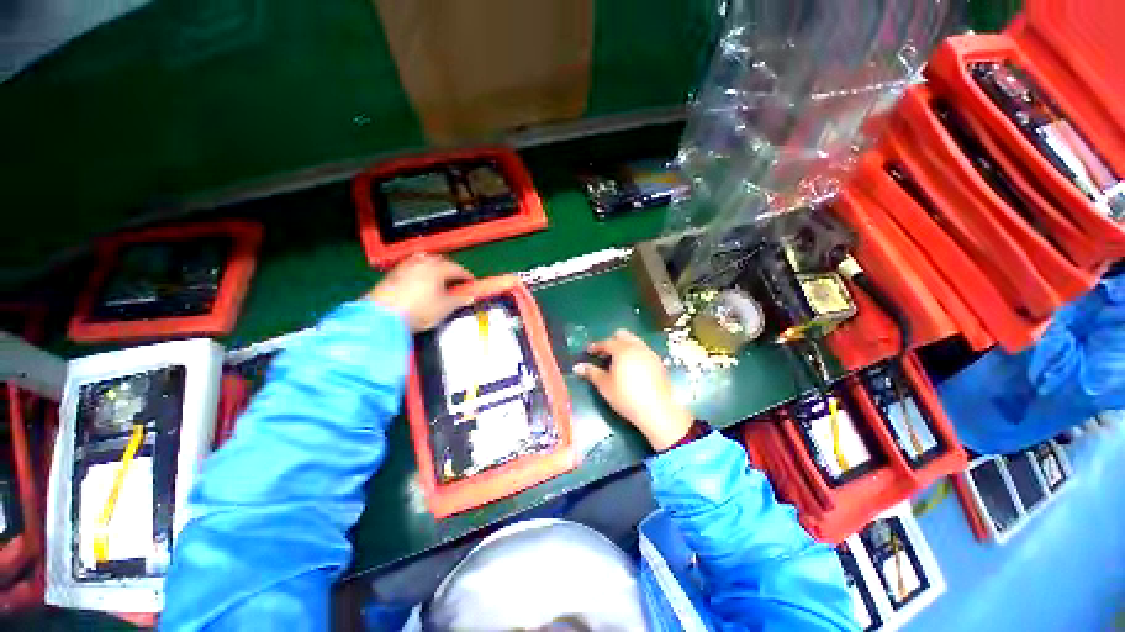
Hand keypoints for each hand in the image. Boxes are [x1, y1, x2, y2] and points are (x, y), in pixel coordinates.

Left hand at [368, 254, 473, 331]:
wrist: (381, 316)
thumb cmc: (418, 310)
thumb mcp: (444, 308)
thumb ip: (459, 300)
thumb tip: (470, 297)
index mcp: (437, 268)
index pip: (457, 269)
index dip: (466, 276)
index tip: (472, 283)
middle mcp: (422, 262)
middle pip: (441, 261)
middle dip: (450, 270)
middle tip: (456, 281)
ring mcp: (406, 266)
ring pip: (425, 262)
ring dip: (435, 269)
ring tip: (439, 280)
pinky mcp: (393, 273)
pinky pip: (413, 267)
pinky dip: (421, 272)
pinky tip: (421, 282)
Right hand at [575, 329, 693, 451]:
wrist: (658, 410)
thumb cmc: (626, 397)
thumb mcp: (605, 385)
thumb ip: (591, 373)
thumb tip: (577, 367)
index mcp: (622, 349)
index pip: (606, 342)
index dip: (596, 346)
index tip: (589, 351)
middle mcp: (637, 346)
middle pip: (622, 335)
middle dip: (611, 341)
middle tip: (604, 355)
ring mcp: (650, 353)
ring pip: (635, 341)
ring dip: (624, 346)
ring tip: (617, 362)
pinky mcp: (659, 362)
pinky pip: (643, 350)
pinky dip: (635, 353)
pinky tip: (632, 368)